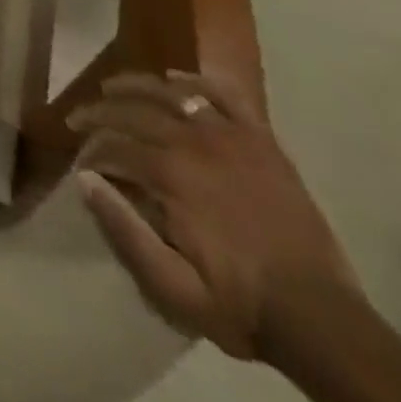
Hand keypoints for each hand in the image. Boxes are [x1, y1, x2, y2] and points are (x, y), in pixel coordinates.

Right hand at [71, 71, 361, 362]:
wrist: (322, 322)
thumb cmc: (240, 306)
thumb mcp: (172, 287)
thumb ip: (123, 230)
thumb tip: (84, 179)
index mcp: (170, 174)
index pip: (111, 144)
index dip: (89, 150)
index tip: (78, 162)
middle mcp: (195, 143)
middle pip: (133, 109)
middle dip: (99, 111)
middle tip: (79, 119)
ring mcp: (232, 138)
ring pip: (171, 92)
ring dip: (135, 86)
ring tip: (112, 88)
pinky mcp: (263, 143)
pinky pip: (226, 96)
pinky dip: (197, 82)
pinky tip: (176, 80)